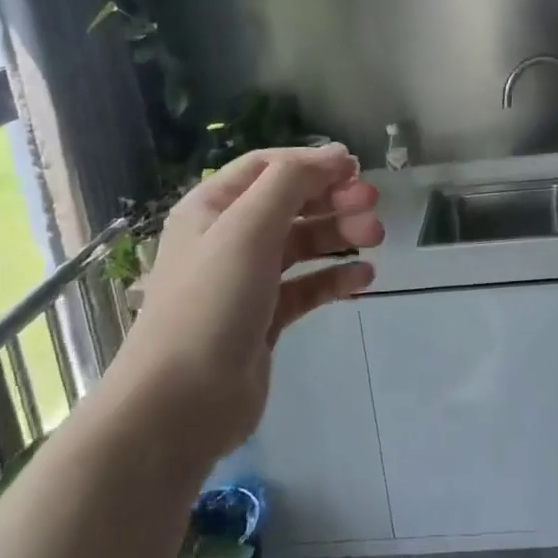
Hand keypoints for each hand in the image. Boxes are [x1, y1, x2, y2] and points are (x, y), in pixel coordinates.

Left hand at [113, 144, 381, 469]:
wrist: (182, 403)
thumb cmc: (212, 302)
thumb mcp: (248, 228)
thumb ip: (291, 182)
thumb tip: (335, 155)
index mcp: (212, 208)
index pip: (267, 167)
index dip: (311, 162)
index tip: (356, 168)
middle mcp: (227, 238)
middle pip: (289, 204)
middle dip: (332, 199)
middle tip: (373, 205)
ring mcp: (247, 280)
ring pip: (301, 244)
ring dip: (339, 235)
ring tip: (375, 238)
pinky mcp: (265, 319)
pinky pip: (306, 287)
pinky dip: (334, 279)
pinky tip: (364, 279)